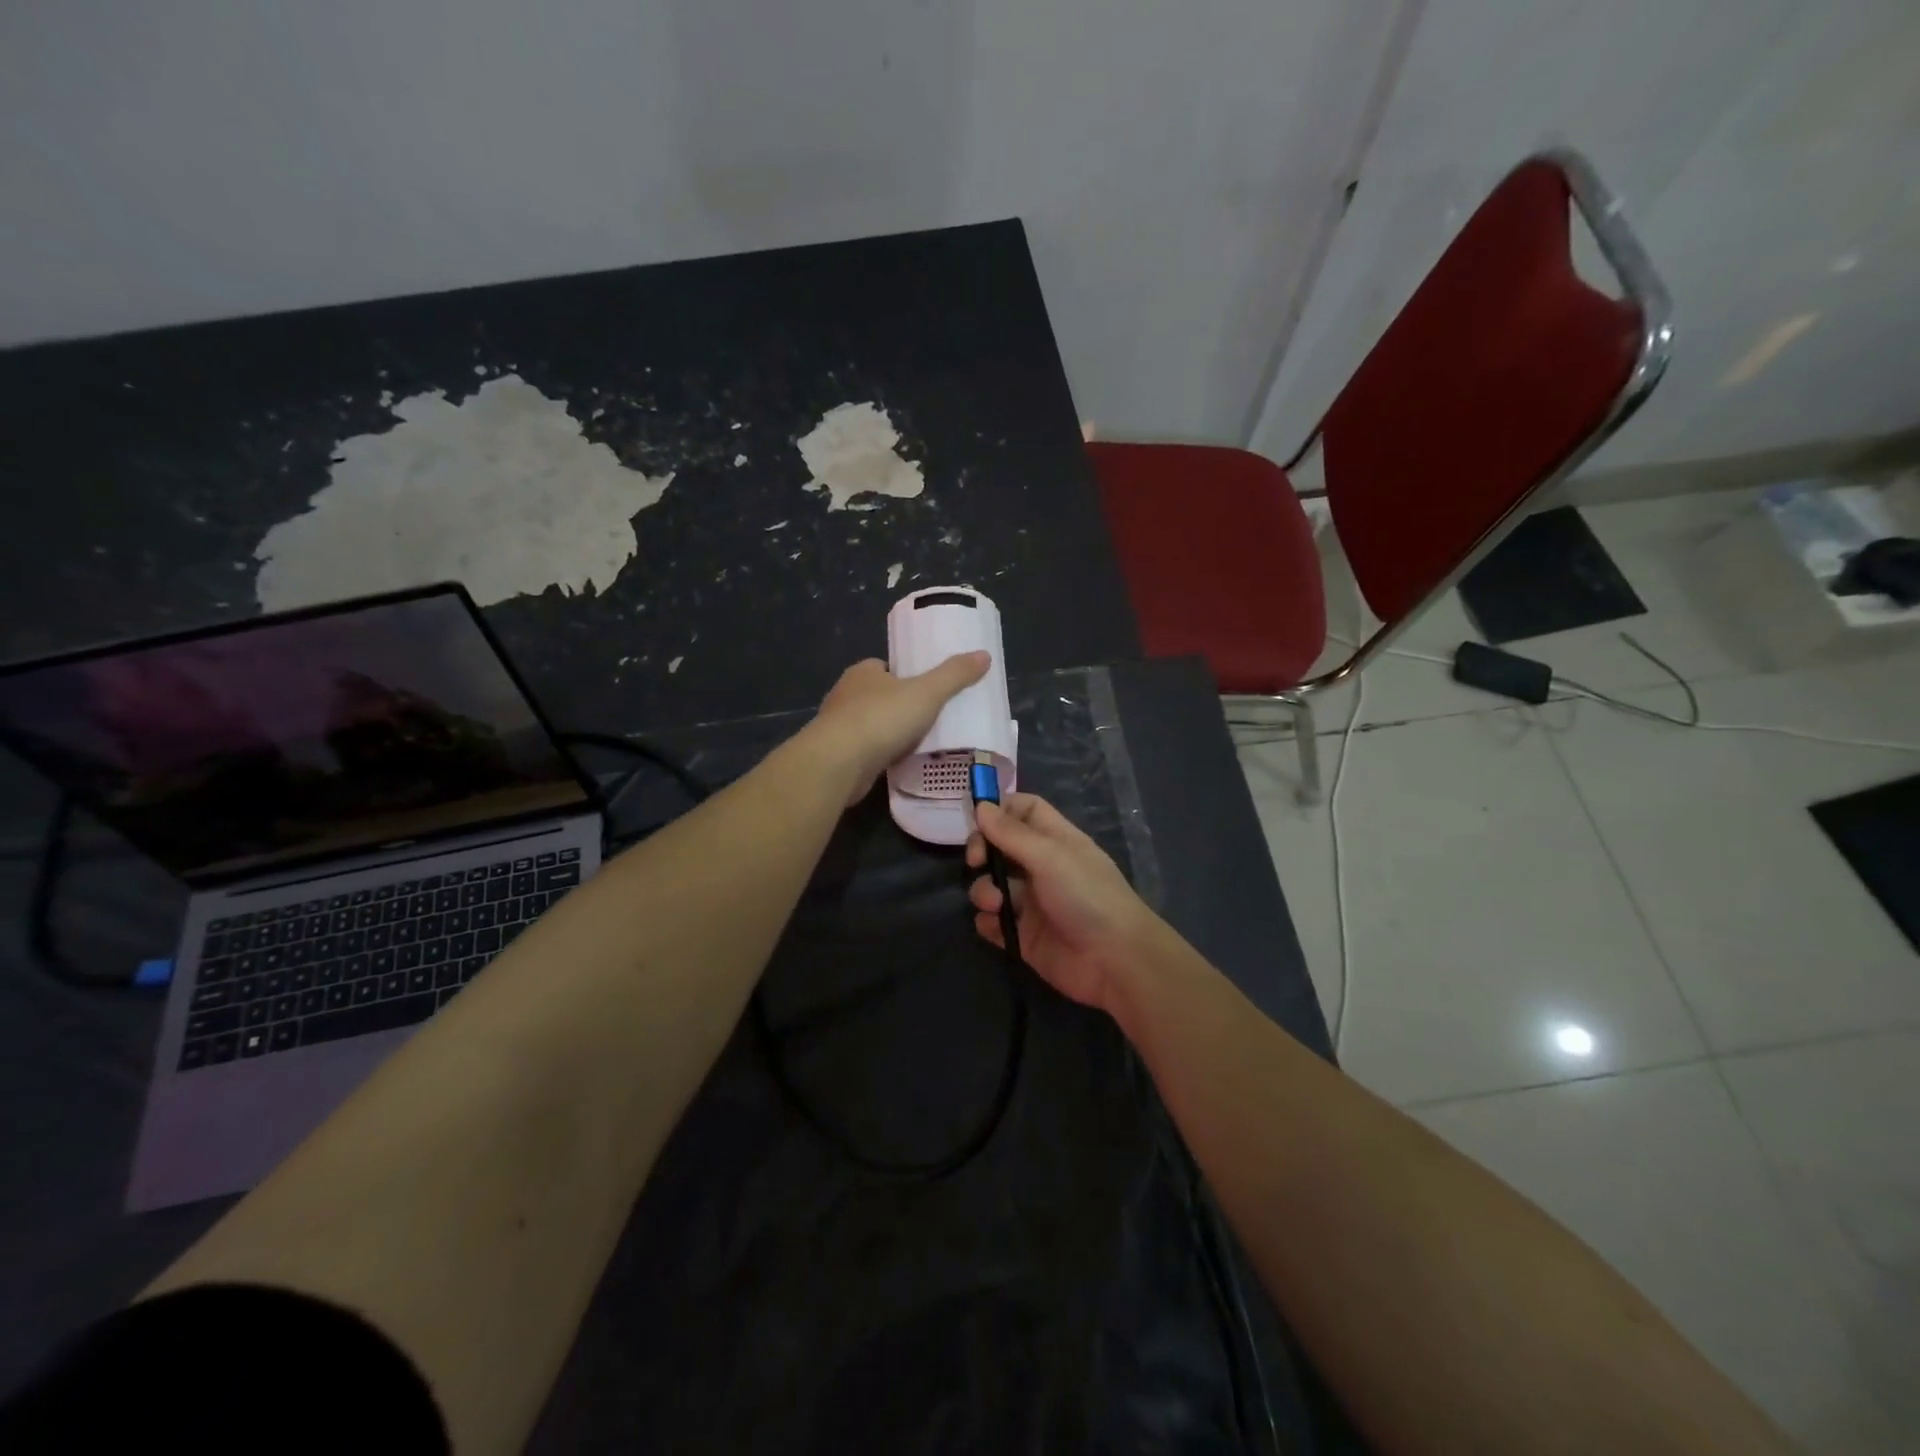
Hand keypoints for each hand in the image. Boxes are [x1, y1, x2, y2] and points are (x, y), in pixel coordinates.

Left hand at [807, 652, 989, 804]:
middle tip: (930, 717)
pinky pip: (866, 752)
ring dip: (890, 733)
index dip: (905, 675)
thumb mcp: (927, 692)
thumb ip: (954, 675)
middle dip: (899, 706)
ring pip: (871, 725)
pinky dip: (881, 756)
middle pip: (878, 696)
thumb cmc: (881, 718)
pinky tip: (900, 764)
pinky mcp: (838, 756)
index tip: (927, 688)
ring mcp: (838, 727)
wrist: (839, 763)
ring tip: (920, 743)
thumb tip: (984, 655)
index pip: (885, 668)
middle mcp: (846, 695)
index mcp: (863, 672)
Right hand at [966, 792, 1157, 1012]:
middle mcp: (1041, 867)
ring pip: (992, 884)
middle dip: (982, 850)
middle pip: (1000, 846)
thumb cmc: (1087, 896)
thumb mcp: (1049, 856)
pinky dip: (987, 921)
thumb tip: (980, 805)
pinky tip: (996, 924)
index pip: (1024, 810)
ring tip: (996, 904)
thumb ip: (1011, 832)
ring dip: (984, 890)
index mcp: (1055, 840)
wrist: (1115, 961)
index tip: (976, 819)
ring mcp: (1031, 902)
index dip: (1000, 809)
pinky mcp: (1023, 935)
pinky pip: (992, 922)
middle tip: (976, 861)